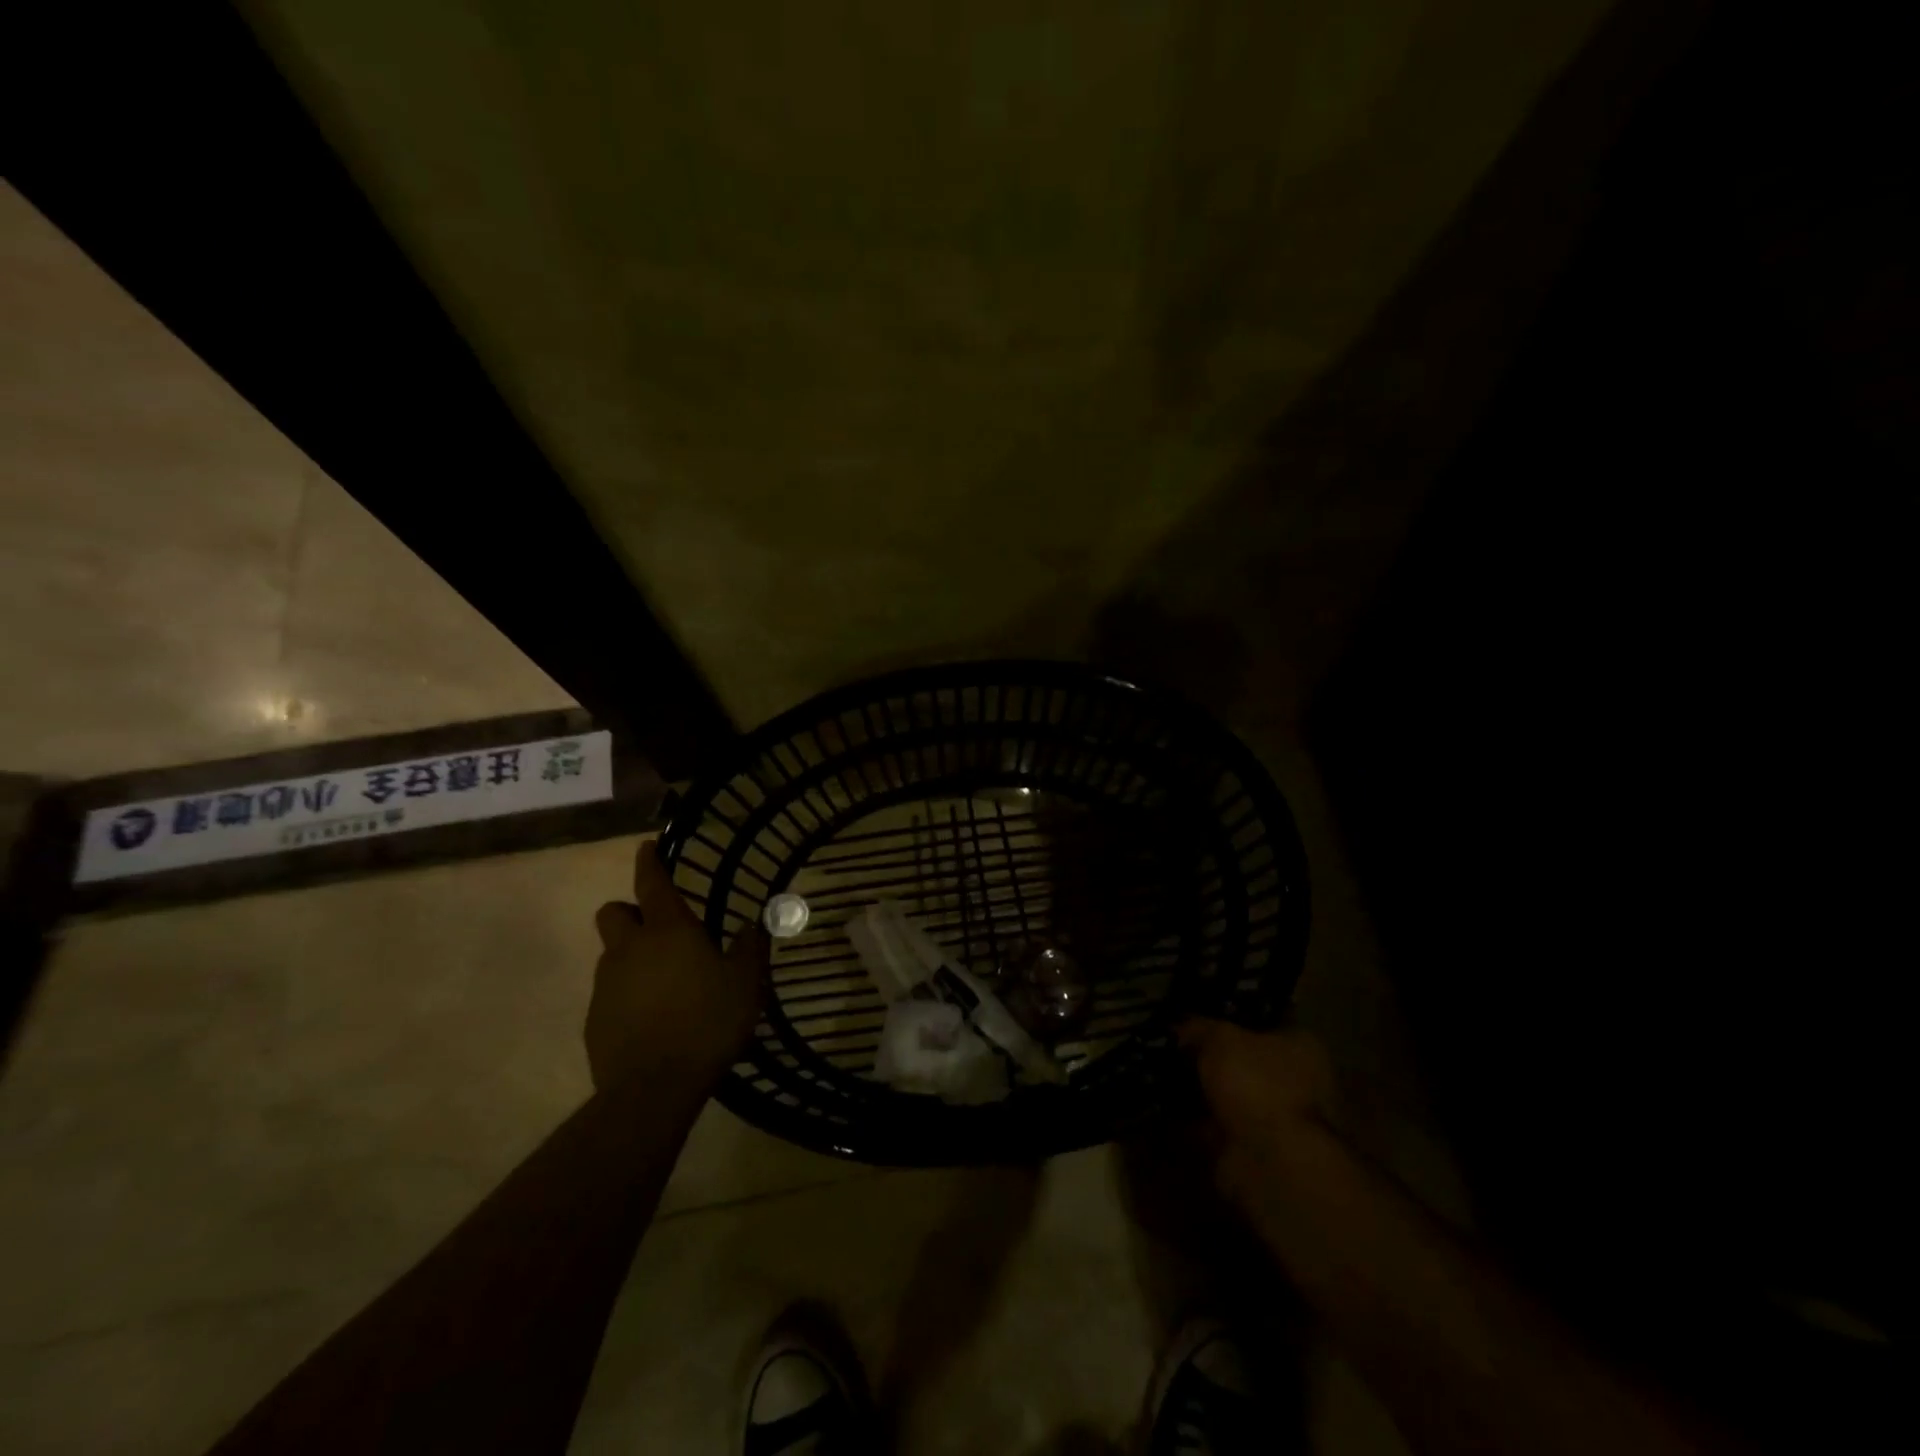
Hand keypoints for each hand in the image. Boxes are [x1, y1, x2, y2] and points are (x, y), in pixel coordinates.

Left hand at [586, 840, 767, 1092]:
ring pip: (611, 954)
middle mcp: (630, 948)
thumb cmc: (707, 1022)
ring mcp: (606, 984)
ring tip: (663, 983)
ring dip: (631, 956)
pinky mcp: (594, 1019)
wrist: (653, 1088)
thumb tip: (752, 926)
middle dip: (629, 912)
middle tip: (657, 929)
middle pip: (613, 912)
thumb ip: (749, 950)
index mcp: (669, 931)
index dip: (649, 862)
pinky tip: (651, 1018)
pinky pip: (609, 992)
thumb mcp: (745, 984)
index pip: (651, 883)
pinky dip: (626, 994)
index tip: (646, 847)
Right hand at [1178, 1018, 1340, 1205]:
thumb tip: (1181, 1026)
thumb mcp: (1221, 1038)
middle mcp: (1297, 1082)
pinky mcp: (1253, 1151)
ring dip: (1199, 1090)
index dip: (1228, 1017)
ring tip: (1157, 1073)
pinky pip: (1215, 1127)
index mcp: (1302, 1047)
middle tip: (1171, 1046)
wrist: (1271, 1164)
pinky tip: (1161, 1108)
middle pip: (1244, 1060)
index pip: (1263, 1022)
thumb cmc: (1258, 1084)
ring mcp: (1276, 1120)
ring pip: (1228, 1095)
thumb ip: (1199, 1027)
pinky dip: (1191, 1121)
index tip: (1194, 1017)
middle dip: (1209, 1057)